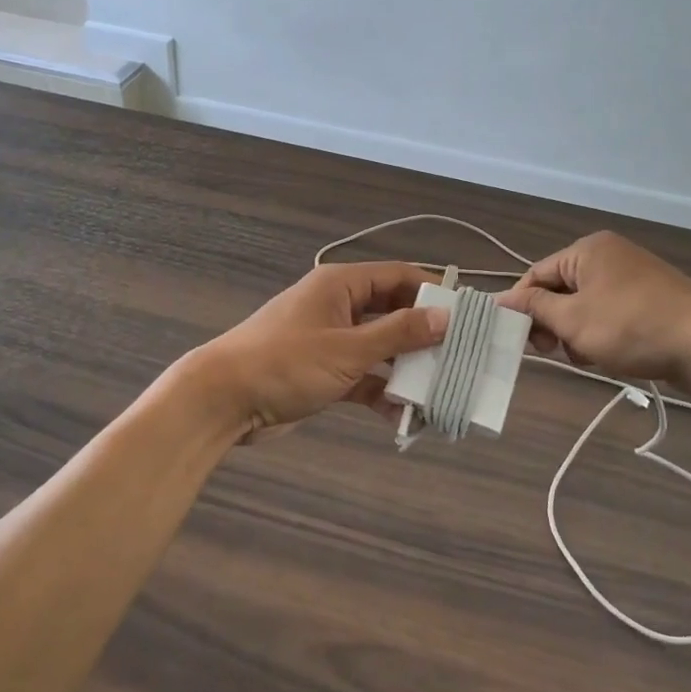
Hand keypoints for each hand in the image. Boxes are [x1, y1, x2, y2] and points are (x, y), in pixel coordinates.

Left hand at [180, 262, 448, 444]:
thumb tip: (447, 316)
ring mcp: (331, 340)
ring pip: (381, 348)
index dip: (433, 292)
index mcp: (341, 285)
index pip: (399, 277)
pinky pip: (364, 376)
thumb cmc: (286, 363)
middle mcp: (339, 307)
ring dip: (406, 368)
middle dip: (424, 336)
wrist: (223, 400)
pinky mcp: (324, 372)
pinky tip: (405, 415)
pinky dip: (382, 391)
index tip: (467, 315)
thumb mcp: (347, 348)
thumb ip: (398, 333)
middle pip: (393, 313)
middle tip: (461, 357)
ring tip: (441, 390)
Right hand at [498, 231, 690, 387]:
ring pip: (585, 306)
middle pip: (561, 290)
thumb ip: (534, 309)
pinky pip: (610, 313)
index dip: (522, 306)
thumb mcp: (573, 320)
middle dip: (552, 323)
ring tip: (587, 356)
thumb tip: (499, 299)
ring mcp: (634, 276)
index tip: (516, 338)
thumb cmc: (631, 326)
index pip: (537, 274)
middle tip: (552, 351)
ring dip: (577, 333)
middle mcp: (609, 255)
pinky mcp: (651, 299)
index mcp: (587, 250)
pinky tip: (608, 355)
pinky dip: (602, 333)